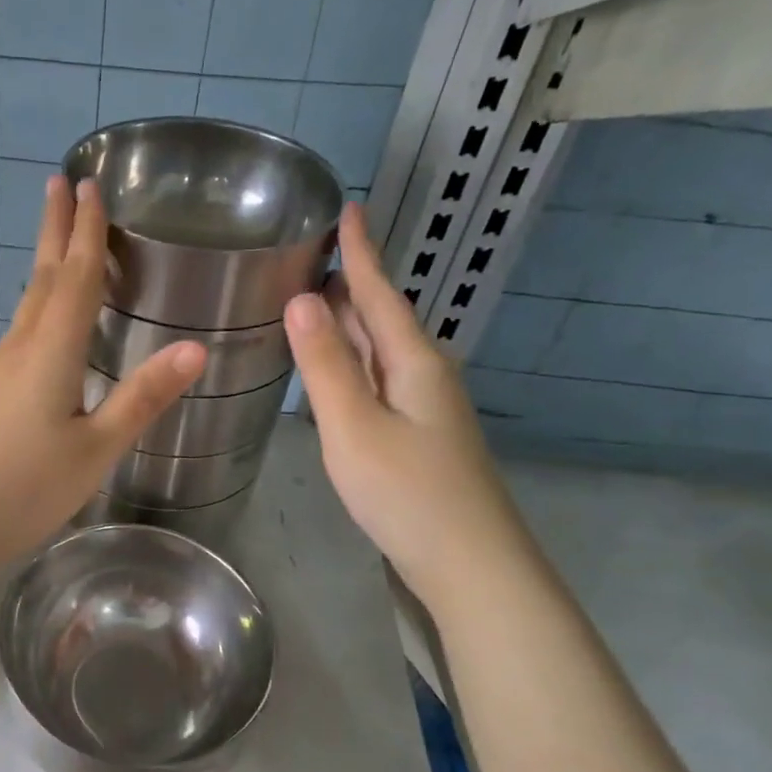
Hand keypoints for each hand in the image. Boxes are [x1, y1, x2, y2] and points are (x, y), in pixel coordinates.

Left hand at [0, 177, 204, 575]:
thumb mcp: (94, 449)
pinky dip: (38, 308)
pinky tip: (42, 324)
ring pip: (28, 304)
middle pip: (43, 277)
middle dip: (56, 230)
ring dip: (45, 265)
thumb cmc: (21, 488)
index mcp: (52, 352)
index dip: (87, 231)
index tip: (89, 183)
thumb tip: (196, 347)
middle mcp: (21, 349)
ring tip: (58, 241)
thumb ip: (141, 398)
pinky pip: (21, 334)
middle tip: (61, 183)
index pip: (75, 277)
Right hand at [284, 204, 532, 611]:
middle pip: (381, 317)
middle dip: (348, 283)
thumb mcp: (354, 427)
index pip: (379, 292)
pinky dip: (352, 361)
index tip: (347, 207)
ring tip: (311, 300)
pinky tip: (335, 368)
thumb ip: (326, 365)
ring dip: (347, 323)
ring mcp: (424, 406)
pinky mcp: (418, 434)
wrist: (470, 564)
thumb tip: (302, 298)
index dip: (361, 251)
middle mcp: (423, 373)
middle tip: (307, 254)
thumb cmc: (408, 492)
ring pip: (379, 349)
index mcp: (412, 361)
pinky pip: (378, 379)